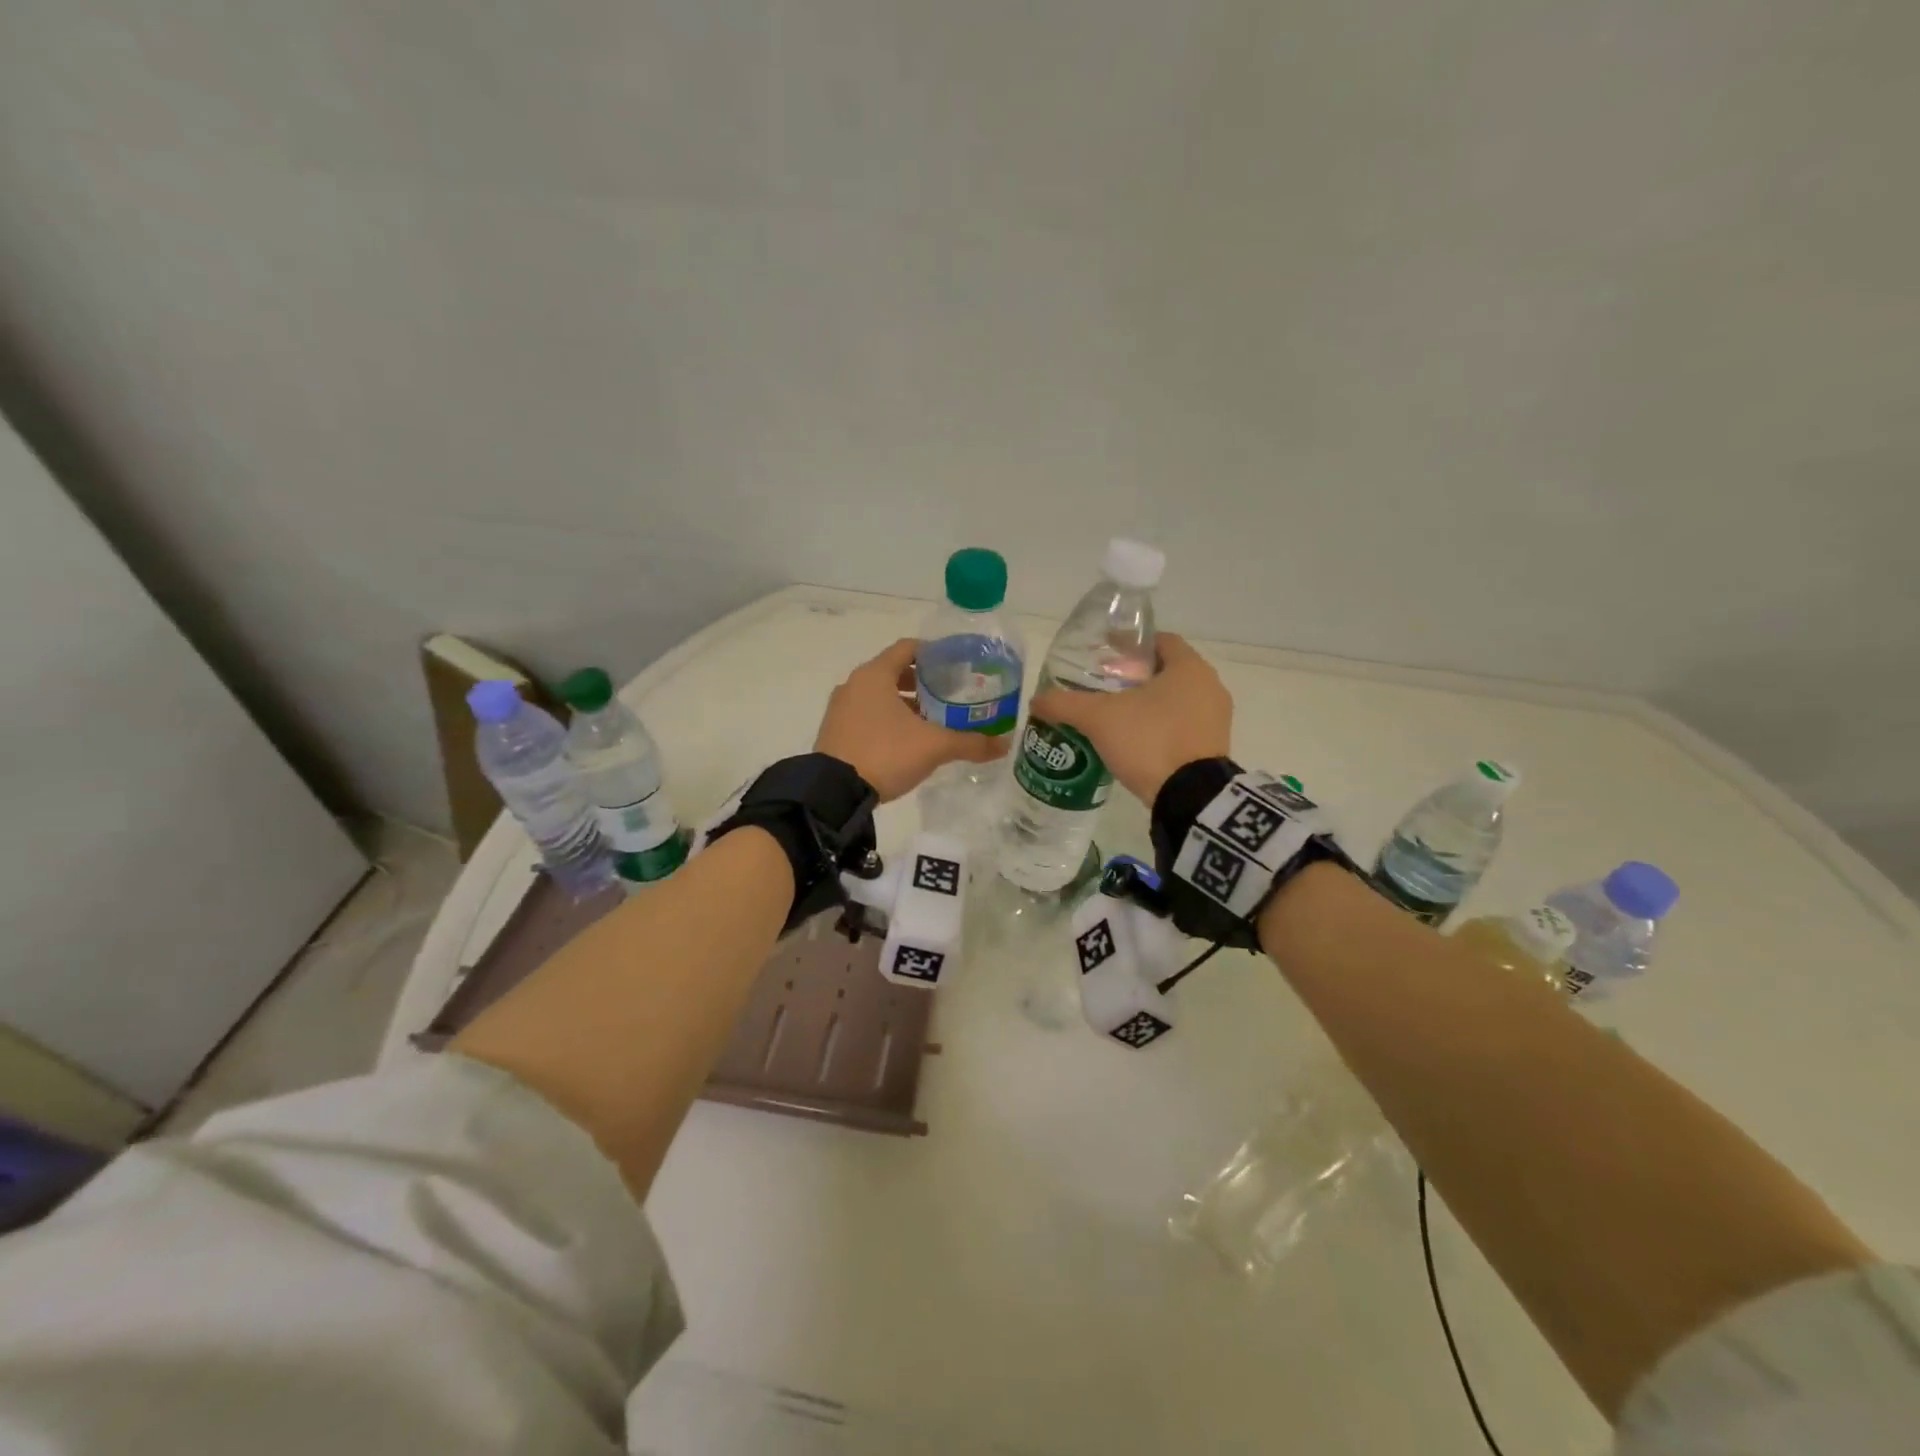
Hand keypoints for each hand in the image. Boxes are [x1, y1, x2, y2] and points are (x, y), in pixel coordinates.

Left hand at [814, 638, 1009, 801]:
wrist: (834, 792)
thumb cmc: (885, 753)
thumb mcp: (933, 746)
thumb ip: (970, 742)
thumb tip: (1004, 744)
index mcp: (875, 674)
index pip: (908, 648)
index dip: (934, 652)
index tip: (957, 663)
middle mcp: (854, 684)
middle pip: (894, 672)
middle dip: (922, 681)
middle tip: (951, 693)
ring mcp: (841, 709)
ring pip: (879, 696)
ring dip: (905, 703)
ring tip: (934, 718)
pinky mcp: (835, 732)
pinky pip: (867, 715)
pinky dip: (888, 719)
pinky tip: (908, 739)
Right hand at [1027, 633, 1231, 804]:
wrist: (1189, 798)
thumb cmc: (1149, 740)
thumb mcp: (1098, 718)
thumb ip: (1065, 704)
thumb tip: (1036, 700)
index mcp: (1189, 667)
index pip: (1160, 641)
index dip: (1131, 645)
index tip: (1106, 655)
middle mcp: (1210, 686)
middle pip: (1167, 671)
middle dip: (1136, 677)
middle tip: (1103, 687)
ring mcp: (1216, 719)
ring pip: (1176, 700)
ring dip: (1148, 704)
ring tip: (1114, 716)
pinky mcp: (1213, 748)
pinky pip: (1183, 726)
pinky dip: (1160, 726)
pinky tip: (1133, 740)